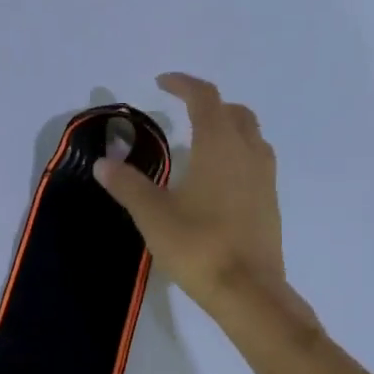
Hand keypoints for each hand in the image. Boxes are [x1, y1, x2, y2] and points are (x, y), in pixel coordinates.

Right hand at [94, 73, 287, 317]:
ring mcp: (264, 177)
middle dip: (208, 104)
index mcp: (219, 146)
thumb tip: (103, 162)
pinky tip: (216, 178)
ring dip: (227, 127)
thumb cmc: (198, 245)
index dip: (183, 84)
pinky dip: (236, 153)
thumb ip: (127, 185)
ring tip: (199, 141)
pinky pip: (255, 160)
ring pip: (250, 135)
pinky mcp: (270, 201)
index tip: (161, 83)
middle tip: (181, 111)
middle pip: (234, 111)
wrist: (247, 290)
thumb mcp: (152, 215)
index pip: (204, 98)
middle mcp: (247, 152)